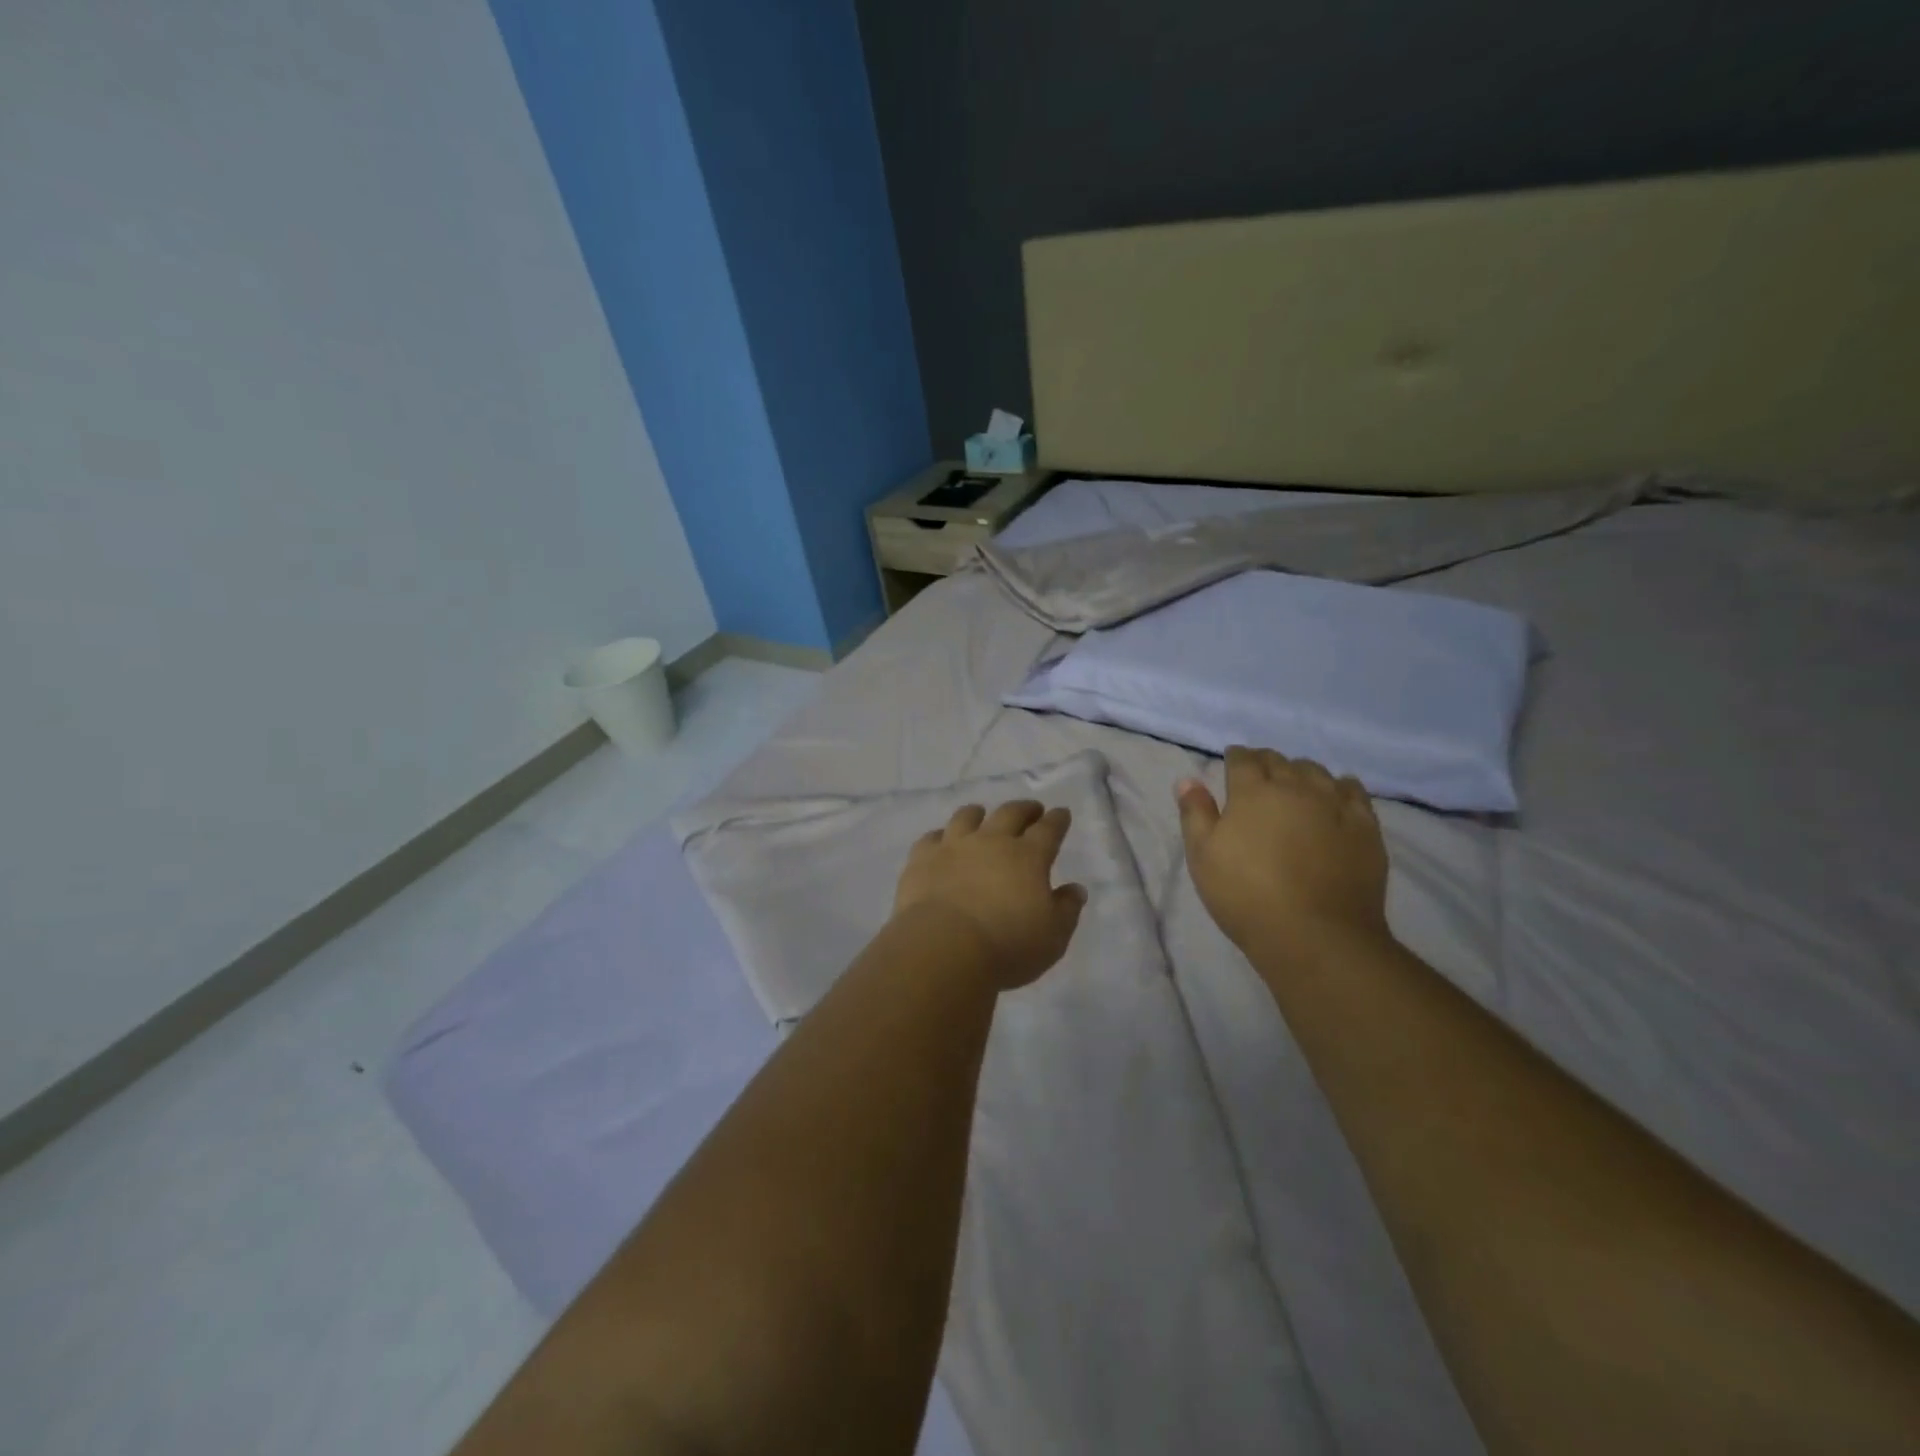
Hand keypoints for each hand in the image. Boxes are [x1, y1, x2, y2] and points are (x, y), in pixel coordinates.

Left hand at [893, 801, 1087, 989]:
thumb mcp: (1053, 937)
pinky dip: (940, 837)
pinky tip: (941, 841)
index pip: (1048, 830)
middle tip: (1031, 809)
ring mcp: (953, 846)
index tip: (1061, 813)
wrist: (943, 948)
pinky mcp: (922, 858)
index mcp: (1028, 857)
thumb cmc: (1007, 946)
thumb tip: (1075, 889)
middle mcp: (991, 841)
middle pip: (1010, 814)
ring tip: (981, 814)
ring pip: (967, 817)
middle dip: (1024, 809)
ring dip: (978, 814)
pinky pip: (931, 837)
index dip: (1057, 820)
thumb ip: (1066, 910)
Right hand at [1177, 747, 1390, 958]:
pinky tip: (1336, 796)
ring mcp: (1334, 804)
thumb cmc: (1246, 895)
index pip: (1243, 759)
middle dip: (1265, 762)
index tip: (1231, 763)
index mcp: (1253, 792)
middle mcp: (1295, 787)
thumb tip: (1188, 780)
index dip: (1235, 758)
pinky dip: (1340, 786)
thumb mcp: (1203, 856)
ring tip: (1295, 786)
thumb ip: (1195, 813)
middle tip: (1258, 776)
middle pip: (1279, 761)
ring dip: (1300, 772)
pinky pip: (1354, 791)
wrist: (1315, 935)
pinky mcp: (1365, 826)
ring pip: (1316, 772)